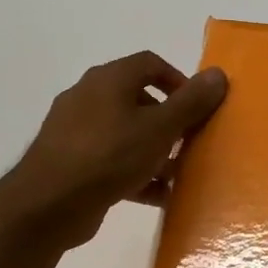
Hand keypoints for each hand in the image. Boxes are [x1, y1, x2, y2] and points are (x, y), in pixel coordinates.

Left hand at [1, 51, 227, 247]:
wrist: (49, 204)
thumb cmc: (109, 156)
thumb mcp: (159, 128)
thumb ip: (190, 102)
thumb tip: (219, 74)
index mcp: (109, 79)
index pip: (150, 63)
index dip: (180, 81)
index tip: (199, 108)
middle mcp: (90, 97)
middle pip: (139, 99)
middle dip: (170, 121)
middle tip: (191, 141)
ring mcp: (77, 131)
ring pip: (127, 133)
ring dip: (155, 150)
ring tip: (178, 173)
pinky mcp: (73, 162)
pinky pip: (114, 161)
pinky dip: (137, 174)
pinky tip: (158, 195)